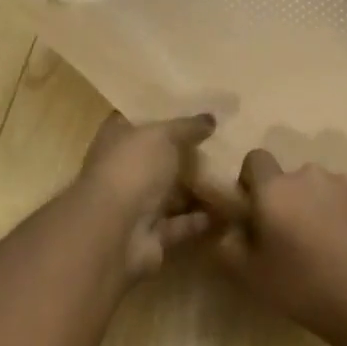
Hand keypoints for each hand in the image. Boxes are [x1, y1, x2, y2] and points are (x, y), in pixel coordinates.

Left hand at [78, 113, 217, 280]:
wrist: (116, 231)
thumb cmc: (133, 170)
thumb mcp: (162, 136)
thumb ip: (186, 127)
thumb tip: (209, 118)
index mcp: (116, 140)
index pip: (136, 120)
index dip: (160, 114)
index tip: (192, 109)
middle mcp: (122, 171)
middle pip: (155, 159)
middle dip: (183, 153)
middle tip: (221, 143)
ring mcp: (134, 205)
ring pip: (168, 194)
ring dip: (194, 189)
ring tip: (230, 176)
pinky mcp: (150, 235)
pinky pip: (179, 225)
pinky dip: (199, 220)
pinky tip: (227, 211)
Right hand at [213, 150, 346, 341]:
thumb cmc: (305, 288)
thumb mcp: (250, 275)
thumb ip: (225, 245)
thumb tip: (224, 227)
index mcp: (275, 188)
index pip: (254, 160)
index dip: (249, 182)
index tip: (254, 214)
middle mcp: (310, 176)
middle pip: (288, 178)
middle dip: (284, 200)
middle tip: (288, 241)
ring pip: (319, 189)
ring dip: (314, 208)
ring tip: (323, 248)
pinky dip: (342, 216)